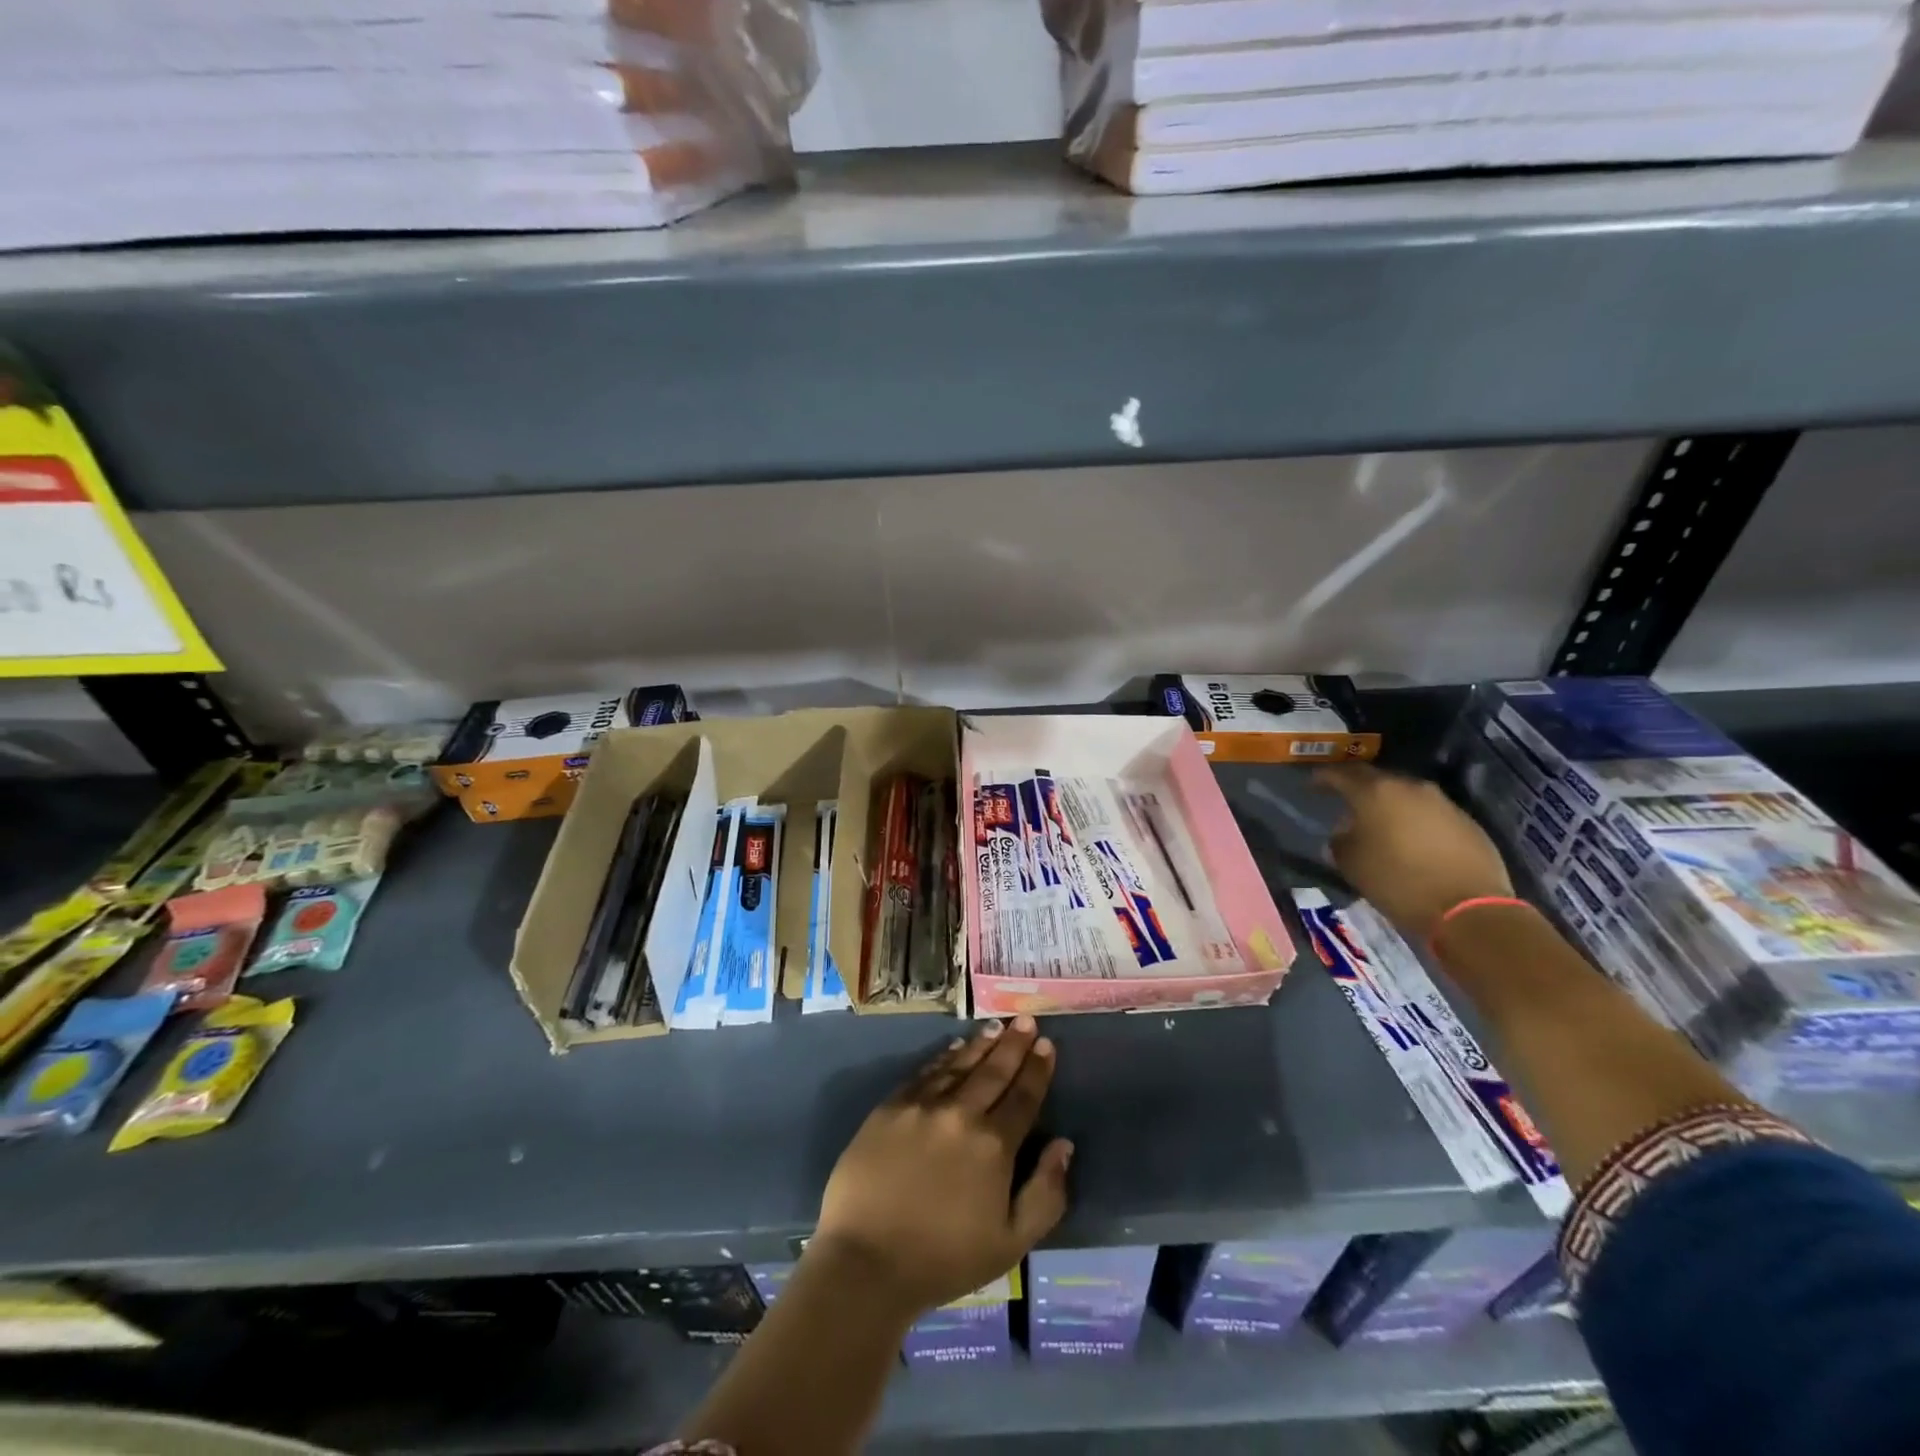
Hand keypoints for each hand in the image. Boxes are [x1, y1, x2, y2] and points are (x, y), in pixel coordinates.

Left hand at [811, 1016, 1073, 1315]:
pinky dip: (944, 1057)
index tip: (1047, 1045)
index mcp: (994, 1145)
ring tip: (997, 1026)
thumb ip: (1045, 1193)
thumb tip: (1064, 1144)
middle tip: (1027, 1021)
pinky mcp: (891, 1106)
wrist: (866, 1262)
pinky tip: (955, 1047)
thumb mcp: (1011, 1243)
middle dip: (1014, 1044)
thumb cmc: (944, 1260)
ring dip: (982, 1044)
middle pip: (994, 1071)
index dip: (1038, 1070)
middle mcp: (961, 1113)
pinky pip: (925, 1072)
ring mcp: (923, 1105)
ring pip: (960, 1064)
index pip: (1024, 1097)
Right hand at [1315, 763, 1514, 941]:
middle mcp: (1409, 787)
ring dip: (1389, 804)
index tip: (1312, 784)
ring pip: (1405, 794)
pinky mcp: (1467, 821)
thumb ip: (1340, 842)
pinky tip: (1411, 839)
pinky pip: (1430, 812)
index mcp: (1375, 793)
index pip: (1341, 774)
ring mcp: (1443, 802)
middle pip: (1376, 779)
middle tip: (1345, 801)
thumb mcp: (1352, 865)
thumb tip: (1343, 833)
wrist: (1468, 909)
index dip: (1324, 778)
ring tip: (1379, 821)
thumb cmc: (1398, 882)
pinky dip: (1415, 820)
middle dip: (1358, 787)